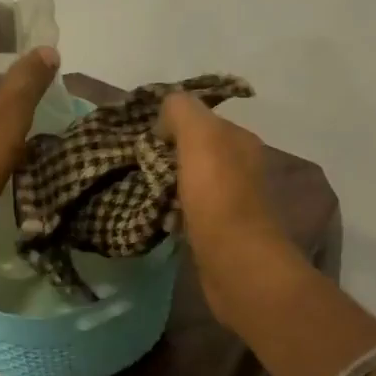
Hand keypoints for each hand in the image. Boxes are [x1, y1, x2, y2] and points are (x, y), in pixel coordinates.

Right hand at [161, 92, 300, 325]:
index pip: (200, 119)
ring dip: (165, 185)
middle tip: (135, 164)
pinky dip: (171, 212)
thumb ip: (182, 111)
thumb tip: (165, 118)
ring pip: (189, 182)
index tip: (144, 138)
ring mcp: (232, 201)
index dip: (170, 124)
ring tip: (139, 191)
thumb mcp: (200, 136)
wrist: (237, 263)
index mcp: (239, 140)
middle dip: (165, 155)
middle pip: (194, 151)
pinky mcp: (219, 232)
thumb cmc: (218, 196)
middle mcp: (240, 166)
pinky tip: (155, 218)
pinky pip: (188, 211)